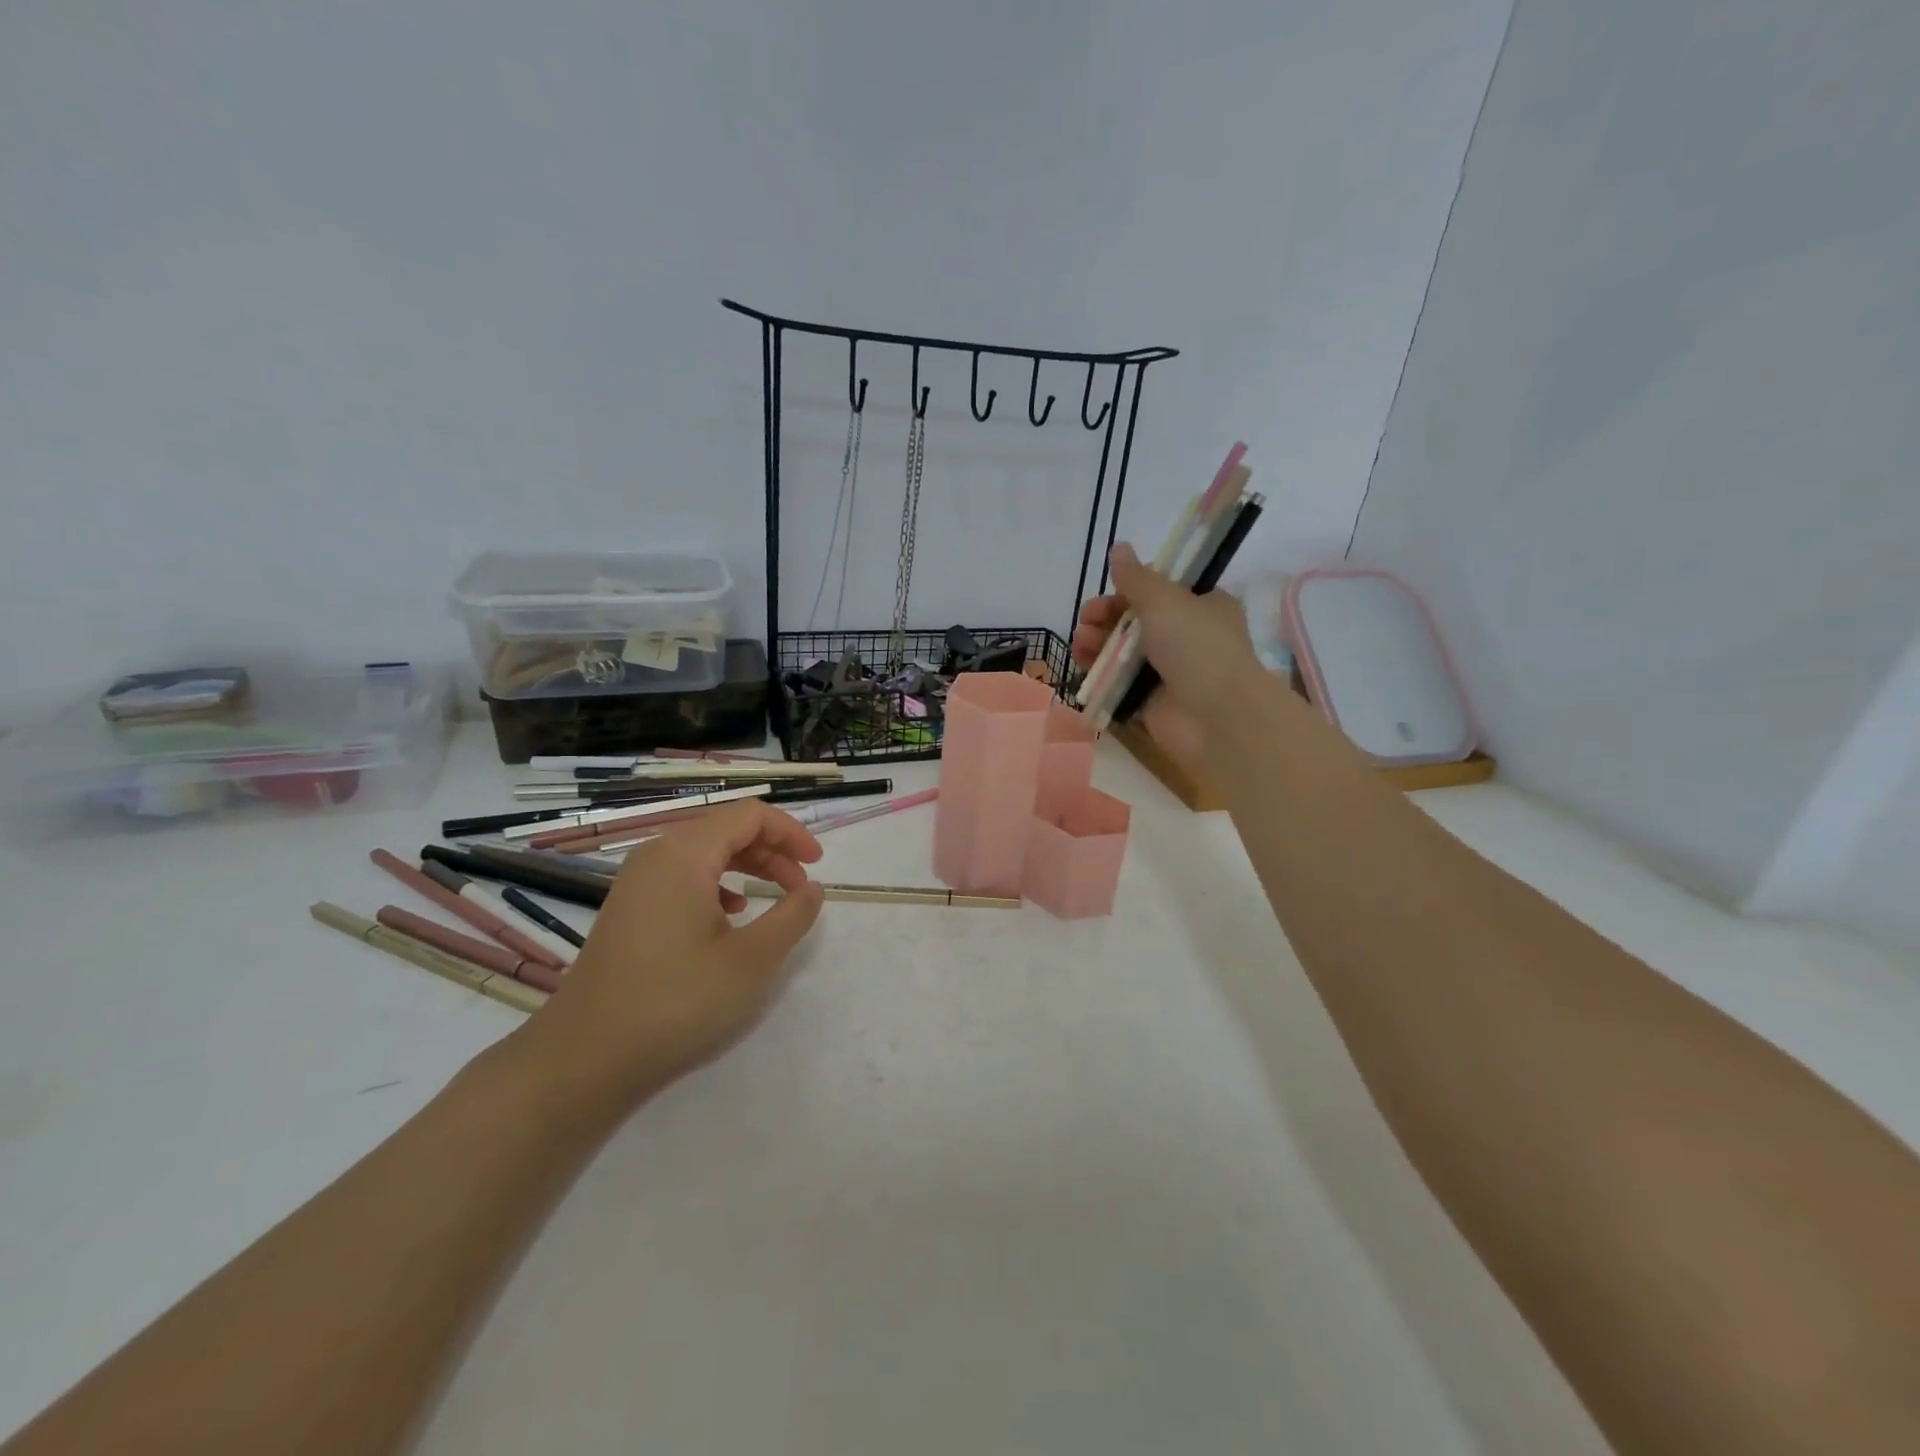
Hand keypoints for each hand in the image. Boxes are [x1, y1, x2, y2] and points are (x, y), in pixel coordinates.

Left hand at [506, 800, 825, 1117]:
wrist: (584, 1056)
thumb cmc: (676, 1001)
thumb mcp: (751, 961)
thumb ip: (791, 916)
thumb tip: (812, 888)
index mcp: (685, 854)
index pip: (750, 815)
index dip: (790, 833)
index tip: (817, 865)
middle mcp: (657, 854)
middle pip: (726, 829)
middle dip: (772, 850)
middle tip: (801, 886)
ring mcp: (637, 881)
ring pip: (705, 852)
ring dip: (747, 866)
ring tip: (775, 897)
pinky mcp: (629, 907)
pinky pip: (683, 875)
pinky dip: (718, 883)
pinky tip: (730, 915)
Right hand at [1072, 543, 1262, 768]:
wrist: (1215, 717)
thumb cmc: (1196, 647)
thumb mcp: (1165, 601)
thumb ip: (1136, 577)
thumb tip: (1119, 547)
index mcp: (1203, 606)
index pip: (1160, 591)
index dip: (1130, 589)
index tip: (1108, 590)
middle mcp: (1187, 637)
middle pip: (1136, 620)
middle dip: (1106, 617)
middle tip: (1087, 619)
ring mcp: (1168, 672)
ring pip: (1123, 651)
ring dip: (1098, 642)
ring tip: (1080, 643)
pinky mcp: (1151, 702)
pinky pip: (1119, 682)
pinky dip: (1100, 673)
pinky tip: (1082, 665)